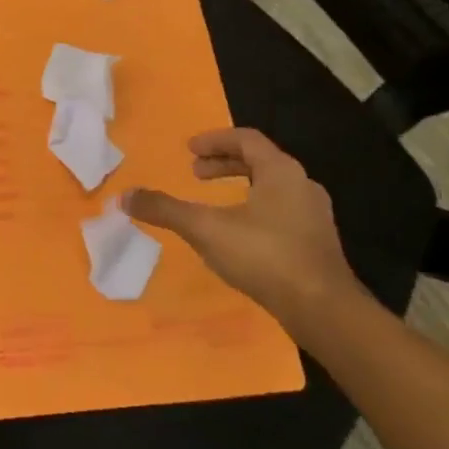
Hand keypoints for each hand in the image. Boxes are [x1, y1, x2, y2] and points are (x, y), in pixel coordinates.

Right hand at [124, 128, 364, 343]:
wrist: (323, 309)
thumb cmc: (265, 256)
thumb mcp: (205, 229)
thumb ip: (165, 210)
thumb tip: (125, 196)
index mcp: (280, 171)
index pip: (246, 139)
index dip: (214, 140)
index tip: (189, 150)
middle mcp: (302, 185)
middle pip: (260, 161)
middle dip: (224, 164)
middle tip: (195, 173)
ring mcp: (314, 215)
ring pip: (272, 187)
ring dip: (240, 186)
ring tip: (214, 203)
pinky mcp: (317, 243)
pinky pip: (281, 211)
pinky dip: (254, 209)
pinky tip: (238, 235)